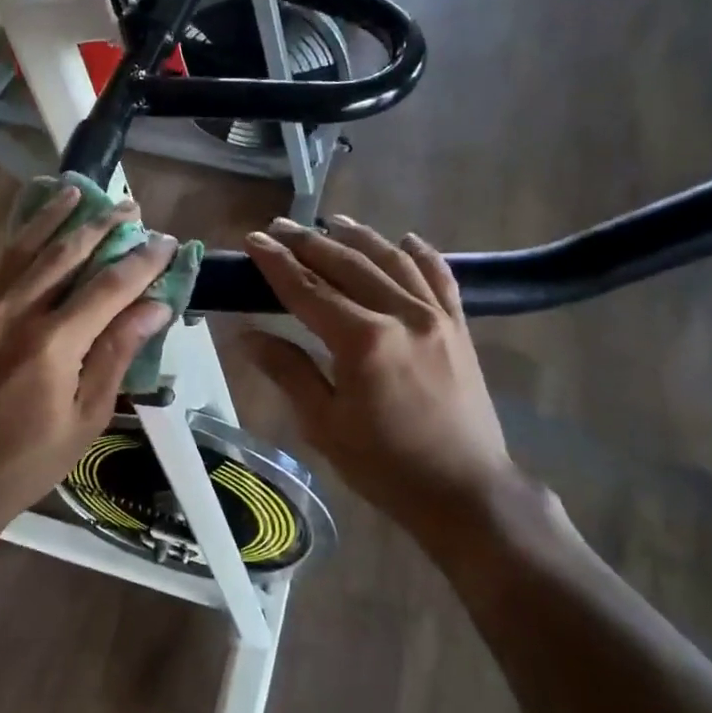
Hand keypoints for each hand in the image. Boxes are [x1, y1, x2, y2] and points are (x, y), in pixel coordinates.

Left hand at [0, 186, 177, 529]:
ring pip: (28, 249)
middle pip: (66, 254)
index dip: (142, 262)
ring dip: (57, 218)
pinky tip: (37, 225)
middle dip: (102, 226)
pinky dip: (24, 238)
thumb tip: (155, 308)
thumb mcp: (88, 415)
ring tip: (81, 192)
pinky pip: (4, 266)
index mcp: (53, 343)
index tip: (169, 242)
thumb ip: (118, 354)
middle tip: (132, 207)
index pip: (109, 287)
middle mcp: (19, 313)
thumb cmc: (30, 460)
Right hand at [241, 215, 512, 531]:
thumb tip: (246, 336)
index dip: (277, 263)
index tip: (253, 240)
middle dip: (309, 243)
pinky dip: (420, 254)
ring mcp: (437, 317)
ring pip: (393, 261)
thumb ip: (288, 371)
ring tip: (332, 222)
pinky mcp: (459, 328)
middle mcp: (401, 315)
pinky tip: (406, 240)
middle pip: (348, 265)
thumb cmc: (385, 466)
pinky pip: (439, 277)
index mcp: (363, 341)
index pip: (309, 289)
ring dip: (359, 238)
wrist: (465, 491)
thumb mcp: (324, 424)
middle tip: (280, 226)